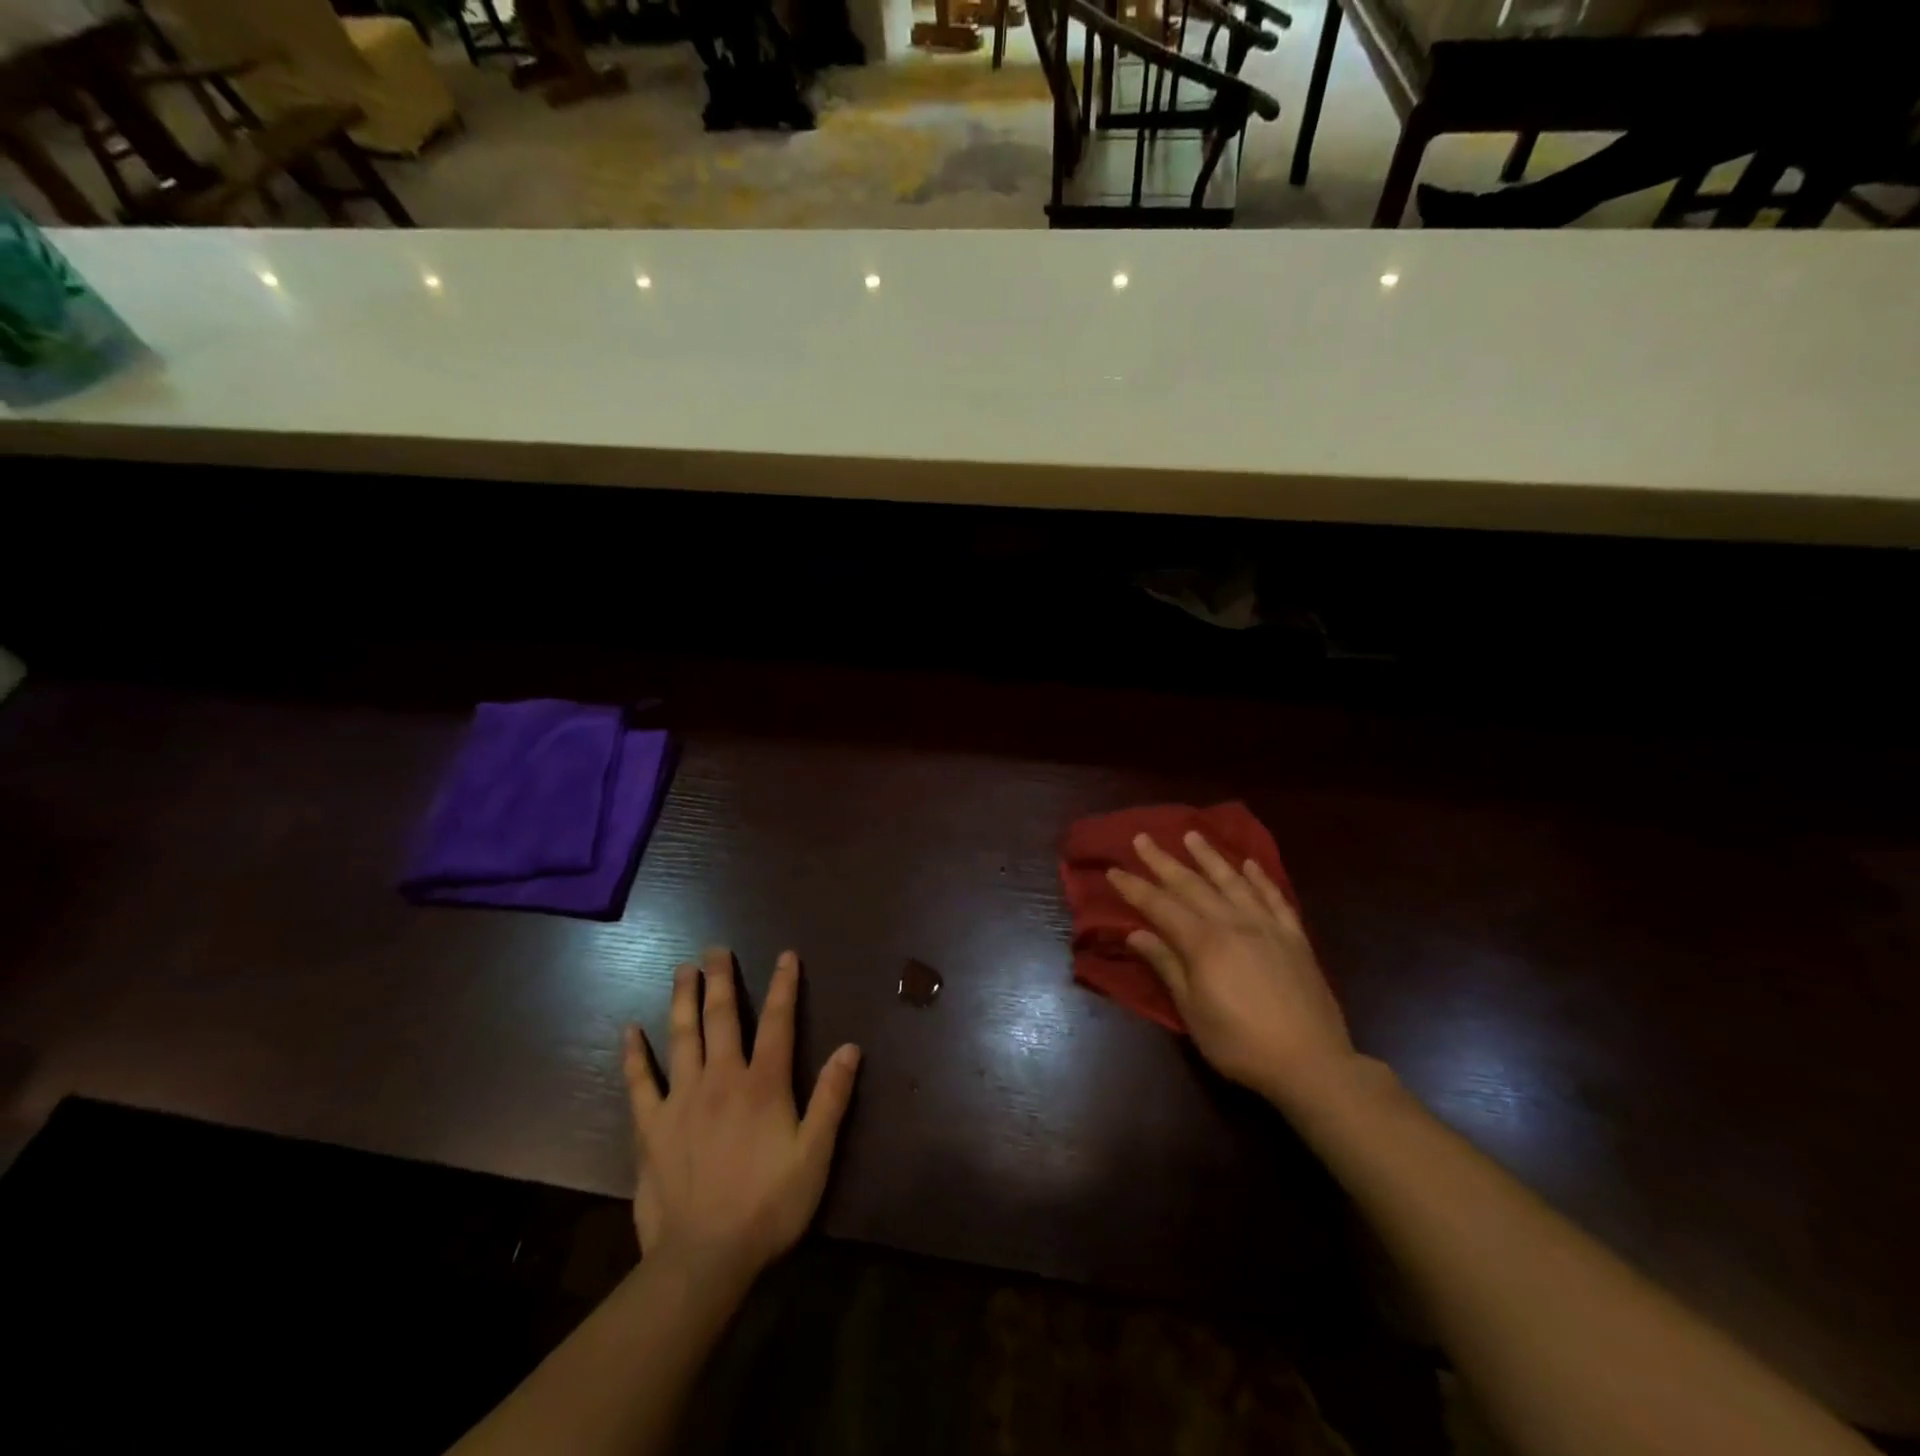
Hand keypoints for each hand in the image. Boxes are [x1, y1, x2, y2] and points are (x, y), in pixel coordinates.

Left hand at [623, 947, 860, 1286]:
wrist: (703, 1258)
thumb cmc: (768, 1206)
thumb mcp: (815, 1155)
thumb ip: (832, 1098)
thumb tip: (850, 1047)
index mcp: (763, 1084)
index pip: (779, 1022)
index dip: (784, 986)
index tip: (785, 955)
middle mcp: (721, 1078)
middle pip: (722, 1017)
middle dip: (722, 979)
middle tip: (716, 948)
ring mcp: (681, 1100)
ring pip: (681, 1036)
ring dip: (682, 999)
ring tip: (683, 969)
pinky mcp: (651, 1127)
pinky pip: (639, 1083)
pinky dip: (634, 1055)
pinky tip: (629, 1030)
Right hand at [1109, 832, 1359, 1110]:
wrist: (1311, 1063)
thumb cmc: (1240, 1044)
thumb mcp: (1192, 1011)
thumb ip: (1166, 966)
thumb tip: (1135, 934)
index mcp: (1203, 942)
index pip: (1160, 906)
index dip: (1134, 888)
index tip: (1113, 870)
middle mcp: (1233, 923)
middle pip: (1191, 885)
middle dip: (1163, 861)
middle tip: (1142, 838)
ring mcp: (1267, 926)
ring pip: (1232, 881)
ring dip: (1209, 857)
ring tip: (1191, 835)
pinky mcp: (1294, 937)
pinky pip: (1274, 897)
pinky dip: (1260, 878)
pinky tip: (1249, 864)